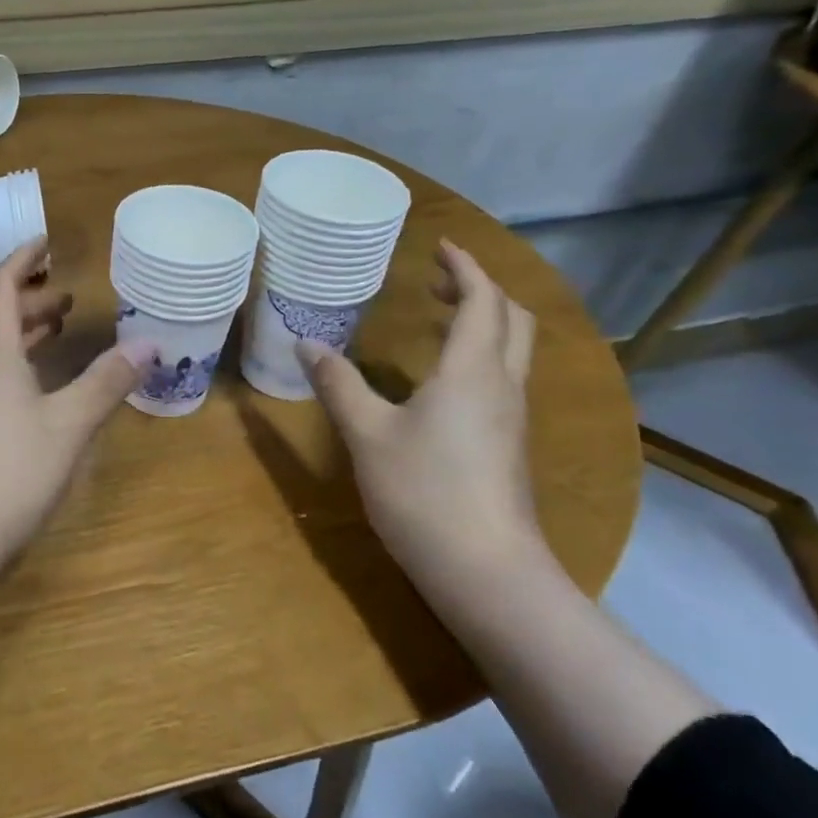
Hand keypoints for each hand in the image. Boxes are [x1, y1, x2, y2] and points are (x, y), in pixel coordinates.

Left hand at [0, 240, 151, 561]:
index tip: (46, 241)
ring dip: (24, 333)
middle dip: (31, 300)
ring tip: (58, 332)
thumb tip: (149, 342)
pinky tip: (38, 390)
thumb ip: (106, 382)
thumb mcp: (67, 426)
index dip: (23, 259)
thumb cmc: (6, 473)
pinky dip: (17, 364)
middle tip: (68, 296)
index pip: (2, 287)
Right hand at [299, 239, 540, 590]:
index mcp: (471, 371)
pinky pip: (502, 378)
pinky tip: (442, 377)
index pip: (482, 301)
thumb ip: (338, 384)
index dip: (465, 268)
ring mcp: (511, 418)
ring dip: (483, 321)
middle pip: (511, 320)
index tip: (440, 246)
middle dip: (480, 290)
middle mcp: (502, 386)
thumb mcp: (367, 434)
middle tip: (437, 281)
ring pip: (511, 350)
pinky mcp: (508, 445)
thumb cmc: (423, 492)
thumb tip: (306, 344)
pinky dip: (479, 354)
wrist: (486, 572)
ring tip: (439, 318)